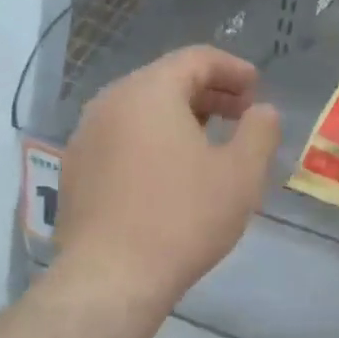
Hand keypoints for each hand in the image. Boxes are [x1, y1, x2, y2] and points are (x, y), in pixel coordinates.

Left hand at [55, 47, 281, 309]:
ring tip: (210, 142)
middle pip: (165, 81)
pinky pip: (122, 138)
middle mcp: (110, 102)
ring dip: (180, 117)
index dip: (233, 69)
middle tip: (241, 114)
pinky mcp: (76, 170)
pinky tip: (171, 173)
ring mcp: (86, 136)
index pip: (196, 59)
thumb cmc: (184, 218)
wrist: (111, 277)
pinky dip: (152, 140)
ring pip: (141, 110)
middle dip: (209, 93)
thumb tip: (262, 111)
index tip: (257, 89)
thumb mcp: (241, 174)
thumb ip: (259, 131)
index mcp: (149, 91)